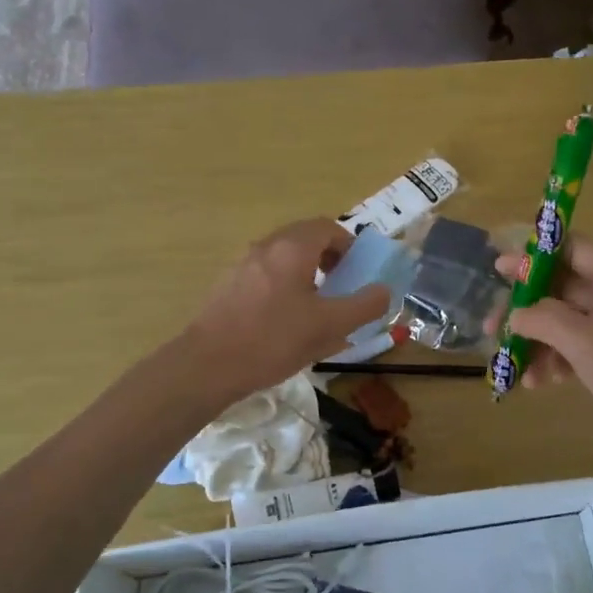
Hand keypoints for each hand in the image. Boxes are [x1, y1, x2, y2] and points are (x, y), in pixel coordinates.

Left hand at [182, 220, 390, 403]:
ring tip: (315, 307)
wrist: (208, 365)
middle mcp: (265, 247)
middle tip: (340, 287)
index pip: (327, 228)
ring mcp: (242, 265)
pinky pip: (265, 274)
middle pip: (304, 238)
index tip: (358, 271)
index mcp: (292, 248)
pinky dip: (283, 285)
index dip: (349, 245)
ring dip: (306, 273)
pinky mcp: (227, 285)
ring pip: (283, 257)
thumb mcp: (330, 326)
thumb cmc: (274, 340)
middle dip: (328, 258)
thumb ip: (364, 306)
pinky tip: (284, 321)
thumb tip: (384, 291)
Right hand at [490, 239, 592, 475]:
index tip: (498, 266)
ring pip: (568, 323)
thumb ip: (552, 324)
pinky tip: (536, 384)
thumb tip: (517, 312)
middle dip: (526, 305)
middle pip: (565, 288)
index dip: (536, 252)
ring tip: (508, 365)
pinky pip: (579, 351)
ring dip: (537, 339)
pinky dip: (556, 362)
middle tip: (491, 326)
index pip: (575, 249)